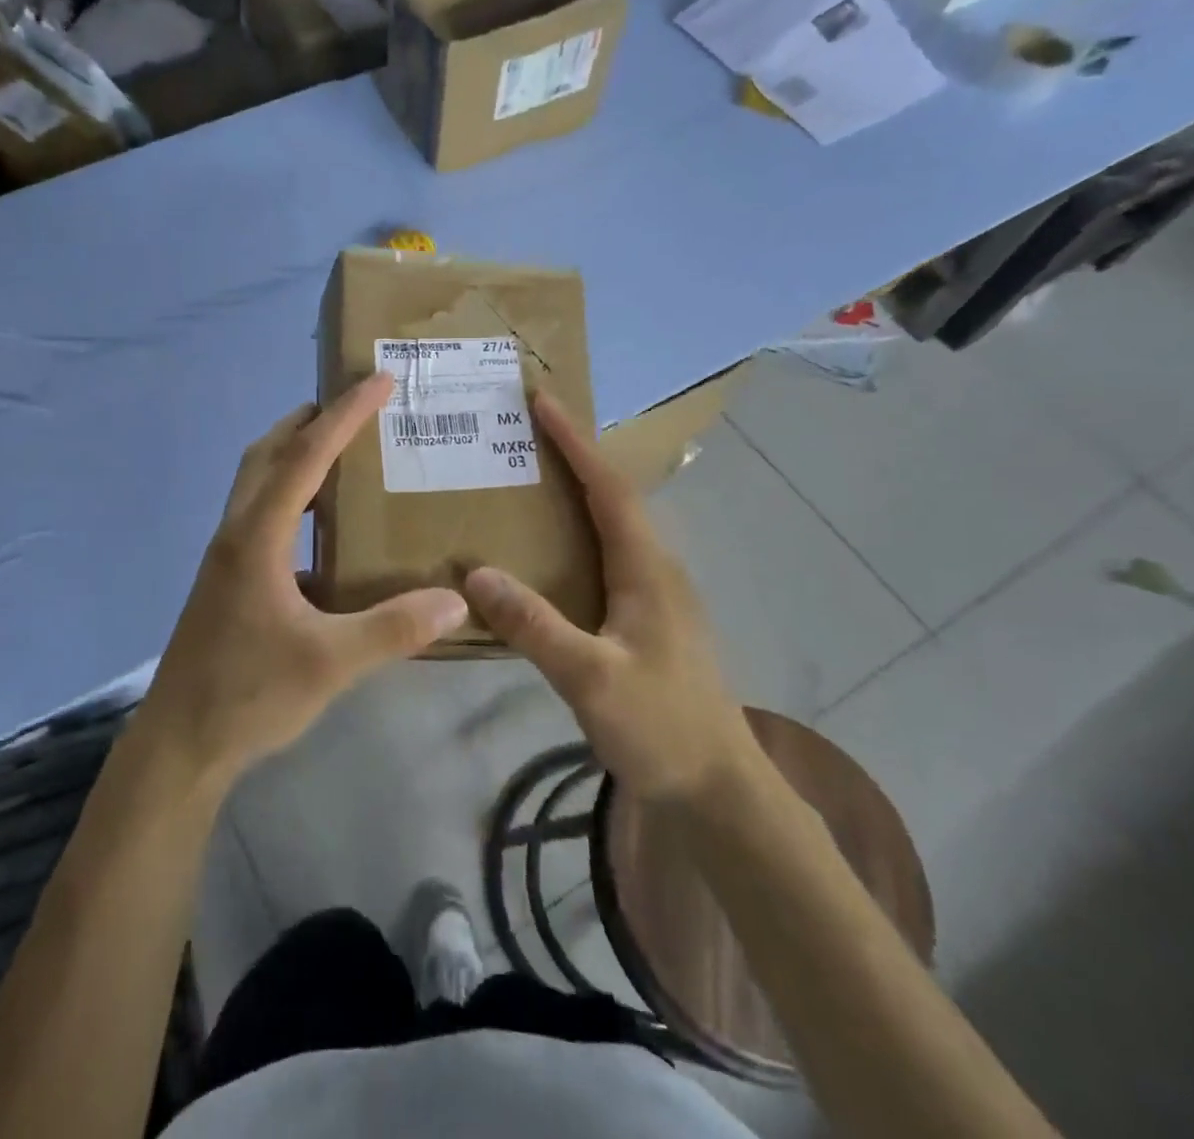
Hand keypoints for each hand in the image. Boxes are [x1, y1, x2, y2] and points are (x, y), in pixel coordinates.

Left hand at [136, 373, 469, 782]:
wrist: (180, 743)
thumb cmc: (248, 694)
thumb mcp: (331, 663)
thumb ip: (394, 629)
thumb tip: (457, 600)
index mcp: (257, 537)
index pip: (305, 457)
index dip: (344, 415)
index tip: (379, 381)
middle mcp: (236, 533)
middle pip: (267, 453)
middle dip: (308, 420)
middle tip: (353, 406)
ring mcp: (225, 557)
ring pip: (255, 482)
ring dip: (292, 454)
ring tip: (339, 453)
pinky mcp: (225, 580)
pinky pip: (258, 514)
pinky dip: (287, 496)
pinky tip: (319, 528)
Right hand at [463, 391, 753, 806]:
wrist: (718, 793)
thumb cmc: (662, 729)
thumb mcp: (591, 679)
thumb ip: (534, 625)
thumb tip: (474, 573)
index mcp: (648, 569)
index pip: (607, 487)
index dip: (574, 441)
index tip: (541, 400)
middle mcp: (655, 569)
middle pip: (611, 496)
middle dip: (571, 456)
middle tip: (521, 432)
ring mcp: (654, 596)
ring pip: (610, 526)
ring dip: (573, 493)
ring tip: (524, 479)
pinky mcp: (645, 620)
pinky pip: (604, 556)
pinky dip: (573, 535)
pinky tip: (542, 554)